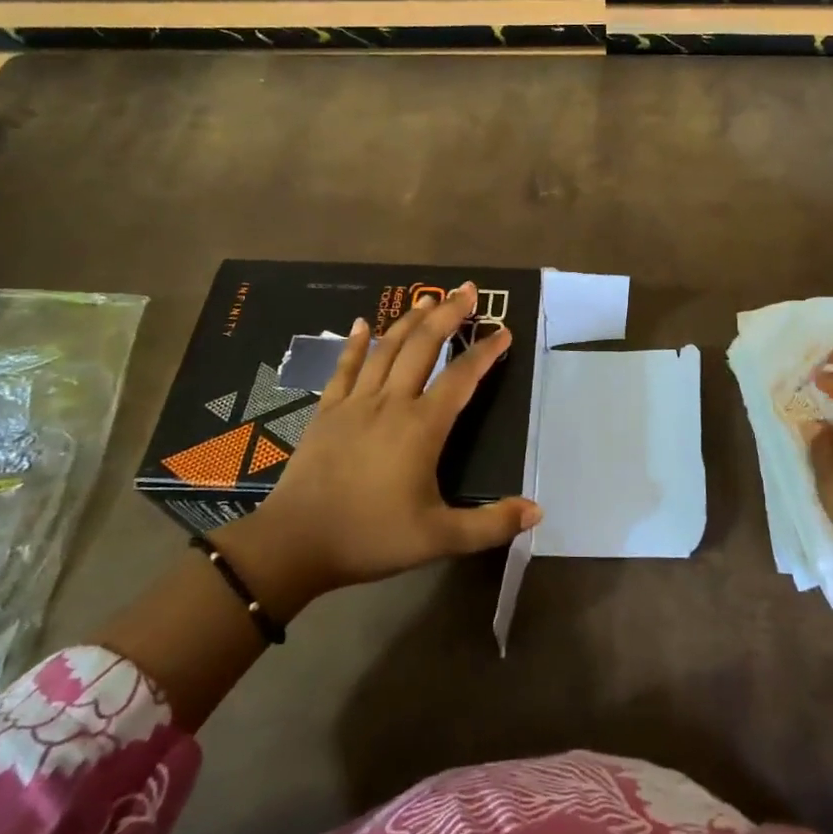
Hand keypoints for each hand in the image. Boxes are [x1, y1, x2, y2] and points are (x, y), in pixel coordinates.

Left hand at [213, 283, 540, 617]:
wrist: (295, 543)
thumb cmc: (371, 537)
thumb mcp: (439, 538)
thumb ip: (490, 524)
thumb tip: (537, 510)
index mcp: (421, 427)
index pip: (461, 377)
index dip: (485, 352)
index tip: (503, 332)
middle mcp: (391, 403)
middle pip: (423, 346)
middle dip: (447, 315)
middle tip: (466, 290)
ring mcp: (355, 403)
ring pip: (387, 349)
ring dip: (409, 321)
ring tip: (427, 299)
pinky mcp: (327, 411)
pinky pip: (345, 368)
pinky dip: (355, 344)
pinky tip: (361, 324)